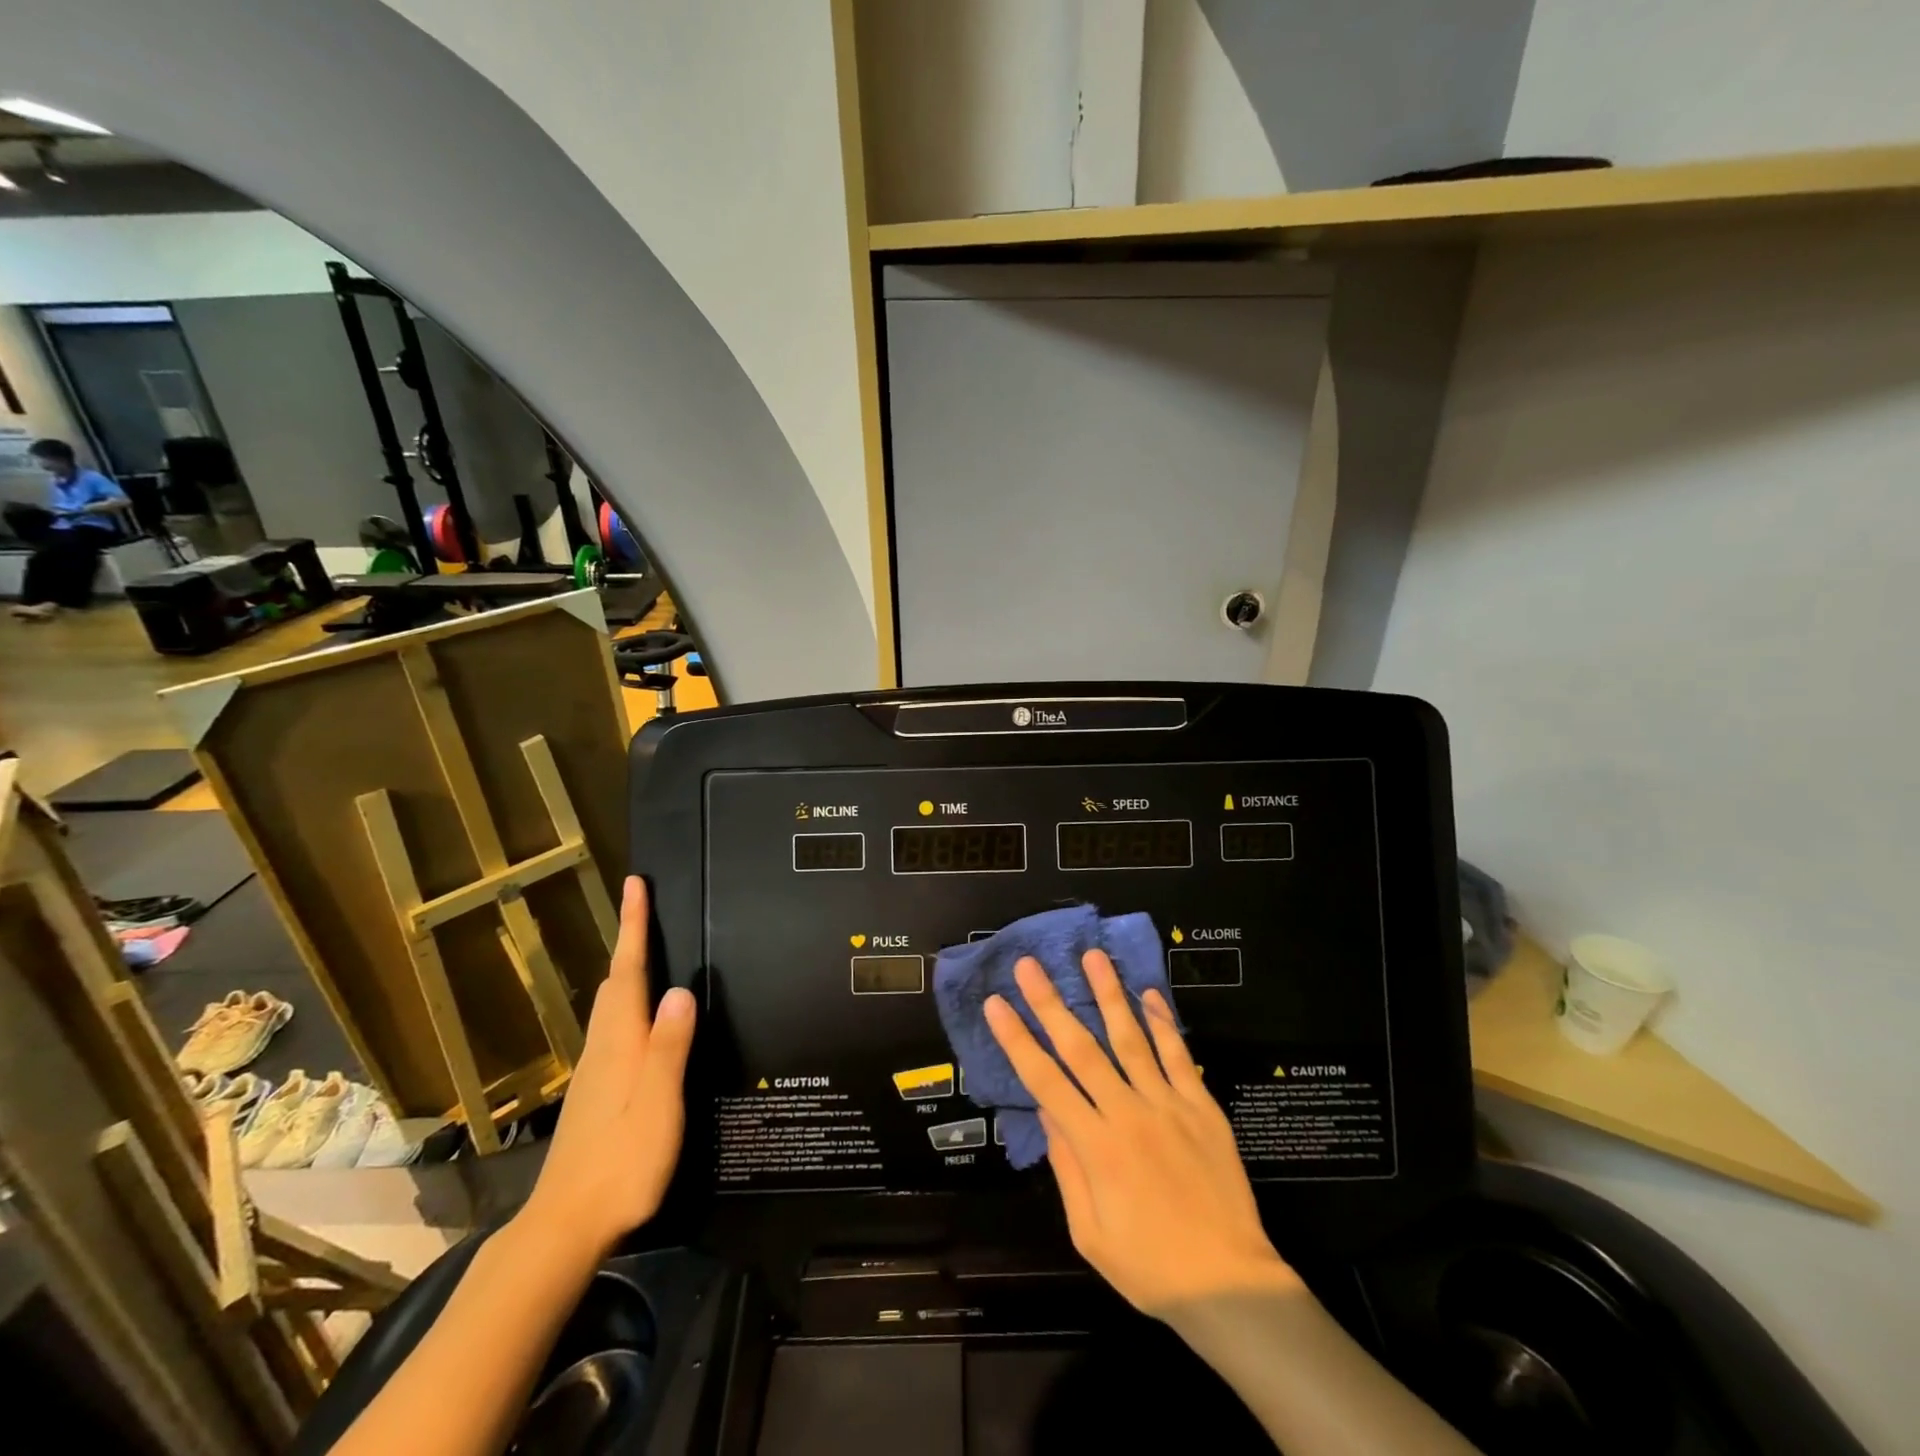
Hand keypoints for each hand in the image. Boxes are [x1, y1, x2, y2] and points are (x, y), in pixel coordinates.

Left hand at [520, 876, 694, 1256]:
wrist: (565, 1226)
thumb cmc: (620, 1163)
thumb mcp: (657, 1104)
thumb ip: (668, 1047)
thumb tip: (680, 988)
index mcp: (620, 1044)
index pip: (629, 972)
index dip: (634, 927)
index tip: (635, 884)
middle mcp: (603, 1049)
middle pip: (615, 983)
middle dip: (629, 941)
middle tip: (642, 906)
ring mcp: (594, 1073)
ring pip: (611, 1006)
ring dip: (626, 970)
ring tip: (644, 950)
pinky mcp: (593, 1095)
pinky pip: (613, 1030)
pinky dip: (626, 1004)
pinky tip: (639, 1020)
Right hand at [986, 953, 1300, 1312]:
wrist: (1230, 1284)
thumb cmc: (1150, 1267)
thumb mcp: (1090, 1234)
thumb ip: (1067, 1167)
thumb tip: (1046, 1110)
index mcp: (1096, 1147)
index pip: (1045, 1081)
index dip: (1017, 1040)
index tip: (997, 1004)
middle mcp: (1128, 1114)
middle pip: (1081, 1048)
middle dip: (1051, 1003)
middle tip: (1029, 965)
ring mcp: (1168, 1105)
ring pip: (1131, 1039)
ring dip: (1108, 994)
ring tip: (1092, 956)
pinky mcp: (1202, 1106)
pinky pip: (1179, 1056)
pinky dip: (1163, 1023)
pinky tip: (1150, 993)